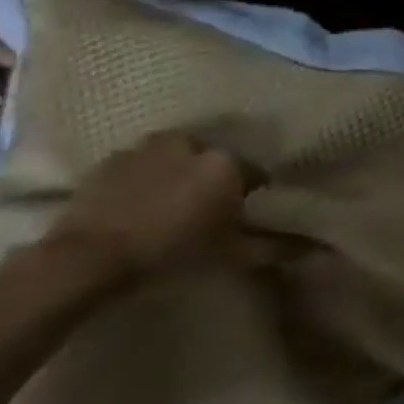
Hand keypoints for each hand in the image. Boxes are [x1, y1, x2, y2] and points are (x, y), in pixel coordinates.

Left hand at [49, 132, 258, 278]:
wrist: (87, 259)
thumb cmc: (170, 254)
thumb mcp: (230, 256)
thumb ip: (274, 247)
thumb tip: (316, 247)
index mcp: (227, 163)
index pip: (254, 173)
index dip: (251, 196)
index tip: (241, 216)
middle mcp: (193, 144)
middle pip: (215, 161)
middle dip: (213, 181)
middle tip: (204, 211)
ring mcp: (149, 147)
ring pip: (177, 158)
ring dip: (178, 175)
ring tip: (167, 207)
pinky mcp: (112, 158)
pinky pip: (141, 165)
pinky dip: (144, 179)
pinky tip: (136, 206)